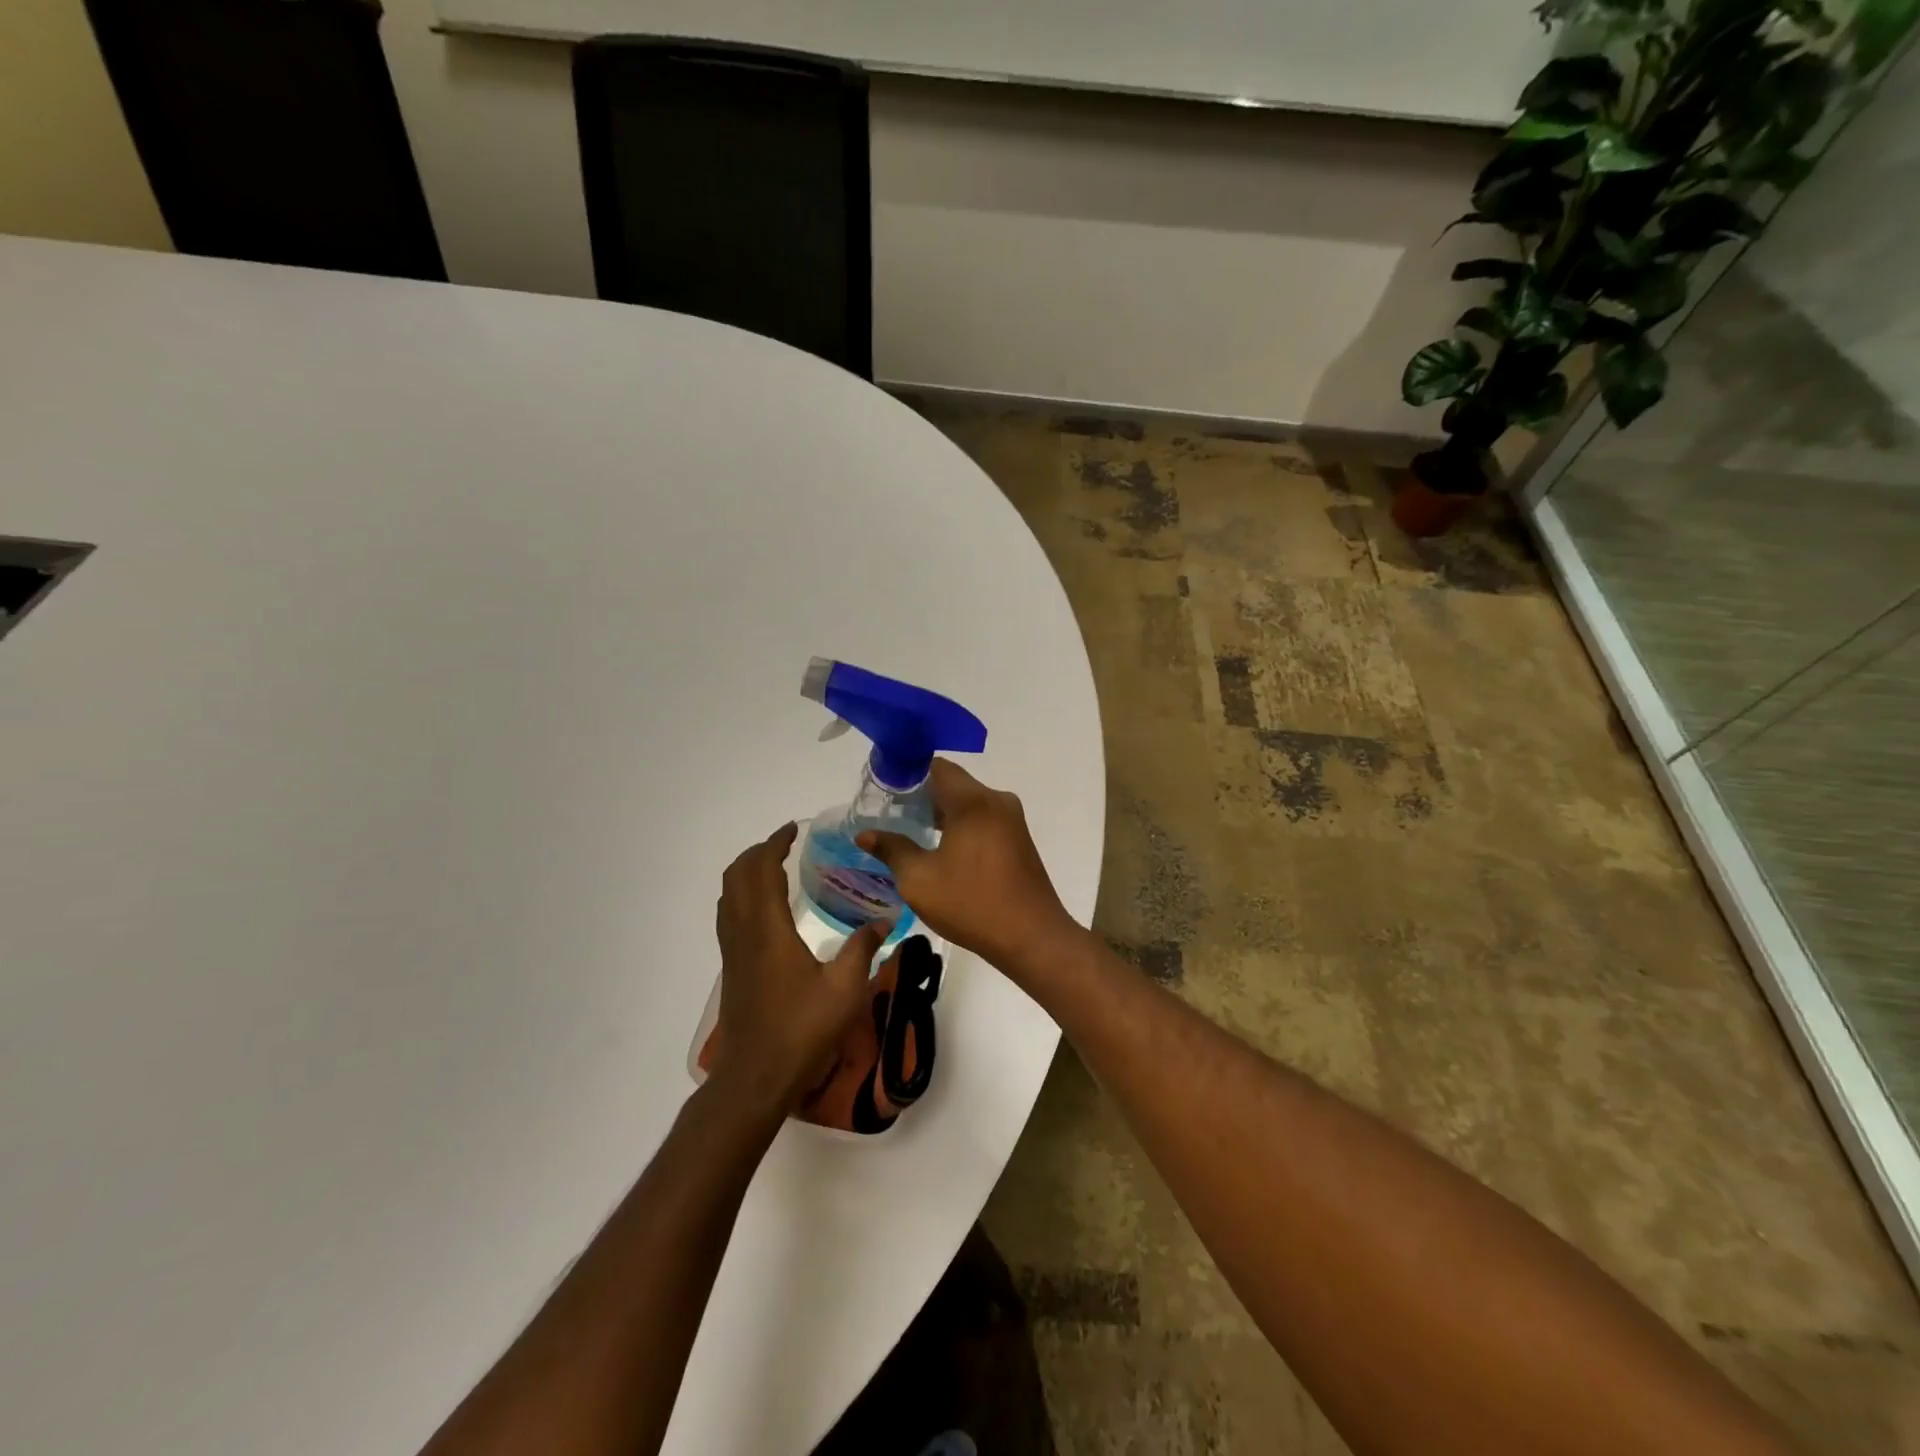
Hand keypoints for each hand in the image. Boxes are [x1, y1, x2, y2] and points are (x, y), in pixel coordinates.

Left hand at [710, 823, 889, 1118]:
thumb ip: (864, 948)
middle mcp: (744, 933)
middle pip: (737, 876)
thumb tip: (886, 920)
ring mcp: (733, 951)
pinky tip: (767, 909)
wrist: (755, 1078)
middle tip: (786, 843)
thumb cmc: (801, 1031)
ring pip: (728, 895)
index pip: (762, 871)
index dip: (775, 844)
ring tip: (775, 866)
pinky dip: (743, 894)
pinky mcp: (732, 968)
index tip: (794, 829)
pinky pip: (729, 915)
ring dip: (747, 872)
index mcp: (768, 930)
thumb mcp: (845, 989)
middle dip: (759, 852)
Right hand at [856, 759, 1080, 974]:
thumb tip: (866, 834)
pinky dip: (961, 825)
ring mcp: (1012, 820)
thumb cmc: (971, 904)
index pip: (936, 767)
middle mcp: (996, 801)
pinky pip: (983, 819)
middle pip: (953, 783)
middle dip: (921, 796)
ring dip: (941, 813)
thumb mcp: (919, 880)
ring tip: (911, 834)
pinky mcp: (1018, 839)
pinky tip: (942, 850)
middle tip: (890, 815)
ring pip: (968, 803)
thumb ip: (892, 850)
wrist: (1032, 937)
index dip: (907, 774)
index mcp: (973, 801)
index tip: (884, 792)